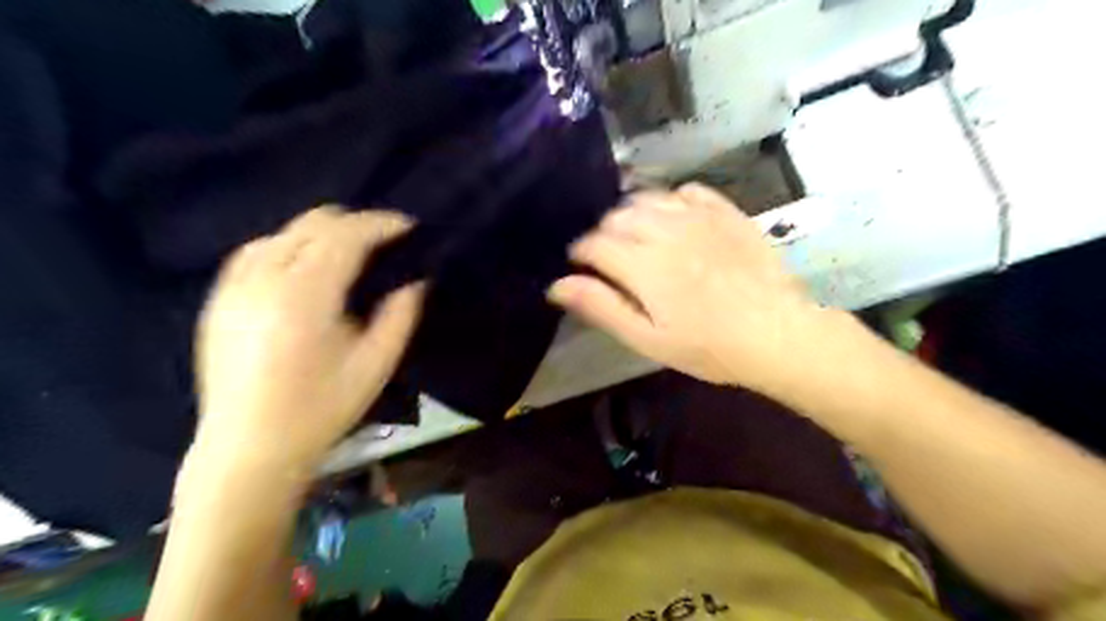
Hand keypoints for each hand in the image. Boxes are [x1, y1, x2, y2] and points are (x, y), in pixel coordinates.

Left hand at [195, 206, 423, 467]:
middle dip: (356, 224)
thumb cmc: (320, 410)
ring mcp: (235, 287)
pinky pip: (256, 251)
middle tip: (386, 242)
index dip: (382, 224)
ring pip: (284, 232)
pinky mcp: (219, 300)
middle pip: (314, 224)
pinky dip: (288, 246)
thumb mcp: (376, 366)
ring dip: (323, 233)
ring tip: (350, 253)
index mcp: (305, 295)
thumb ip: (401, 315)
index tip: (409, 227)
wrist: (248, 450)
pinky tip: (304, 266)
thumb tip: (416, 280)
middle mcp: (264, 278)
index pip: (346, 235)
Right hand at [548, 183, 833, 392]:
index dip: (580, 254)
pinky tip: (674, 221)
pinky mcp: (725, 211)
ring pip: (646, 198)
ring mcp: (697, 216)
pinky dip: (671, 201)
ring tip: (638, 238)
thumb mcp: (647, 338)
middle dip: (604, 234)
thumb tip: (557, 285)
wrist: (777, 333)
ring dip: (632, 215)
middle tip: (611, 259)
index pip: (593, 243)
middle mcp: (664, 230)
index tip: (582, 267)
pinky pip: (686, 191)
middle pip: (616, 216)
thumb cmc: (707, 347)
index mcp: (642, 264)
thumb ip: (601, 307)